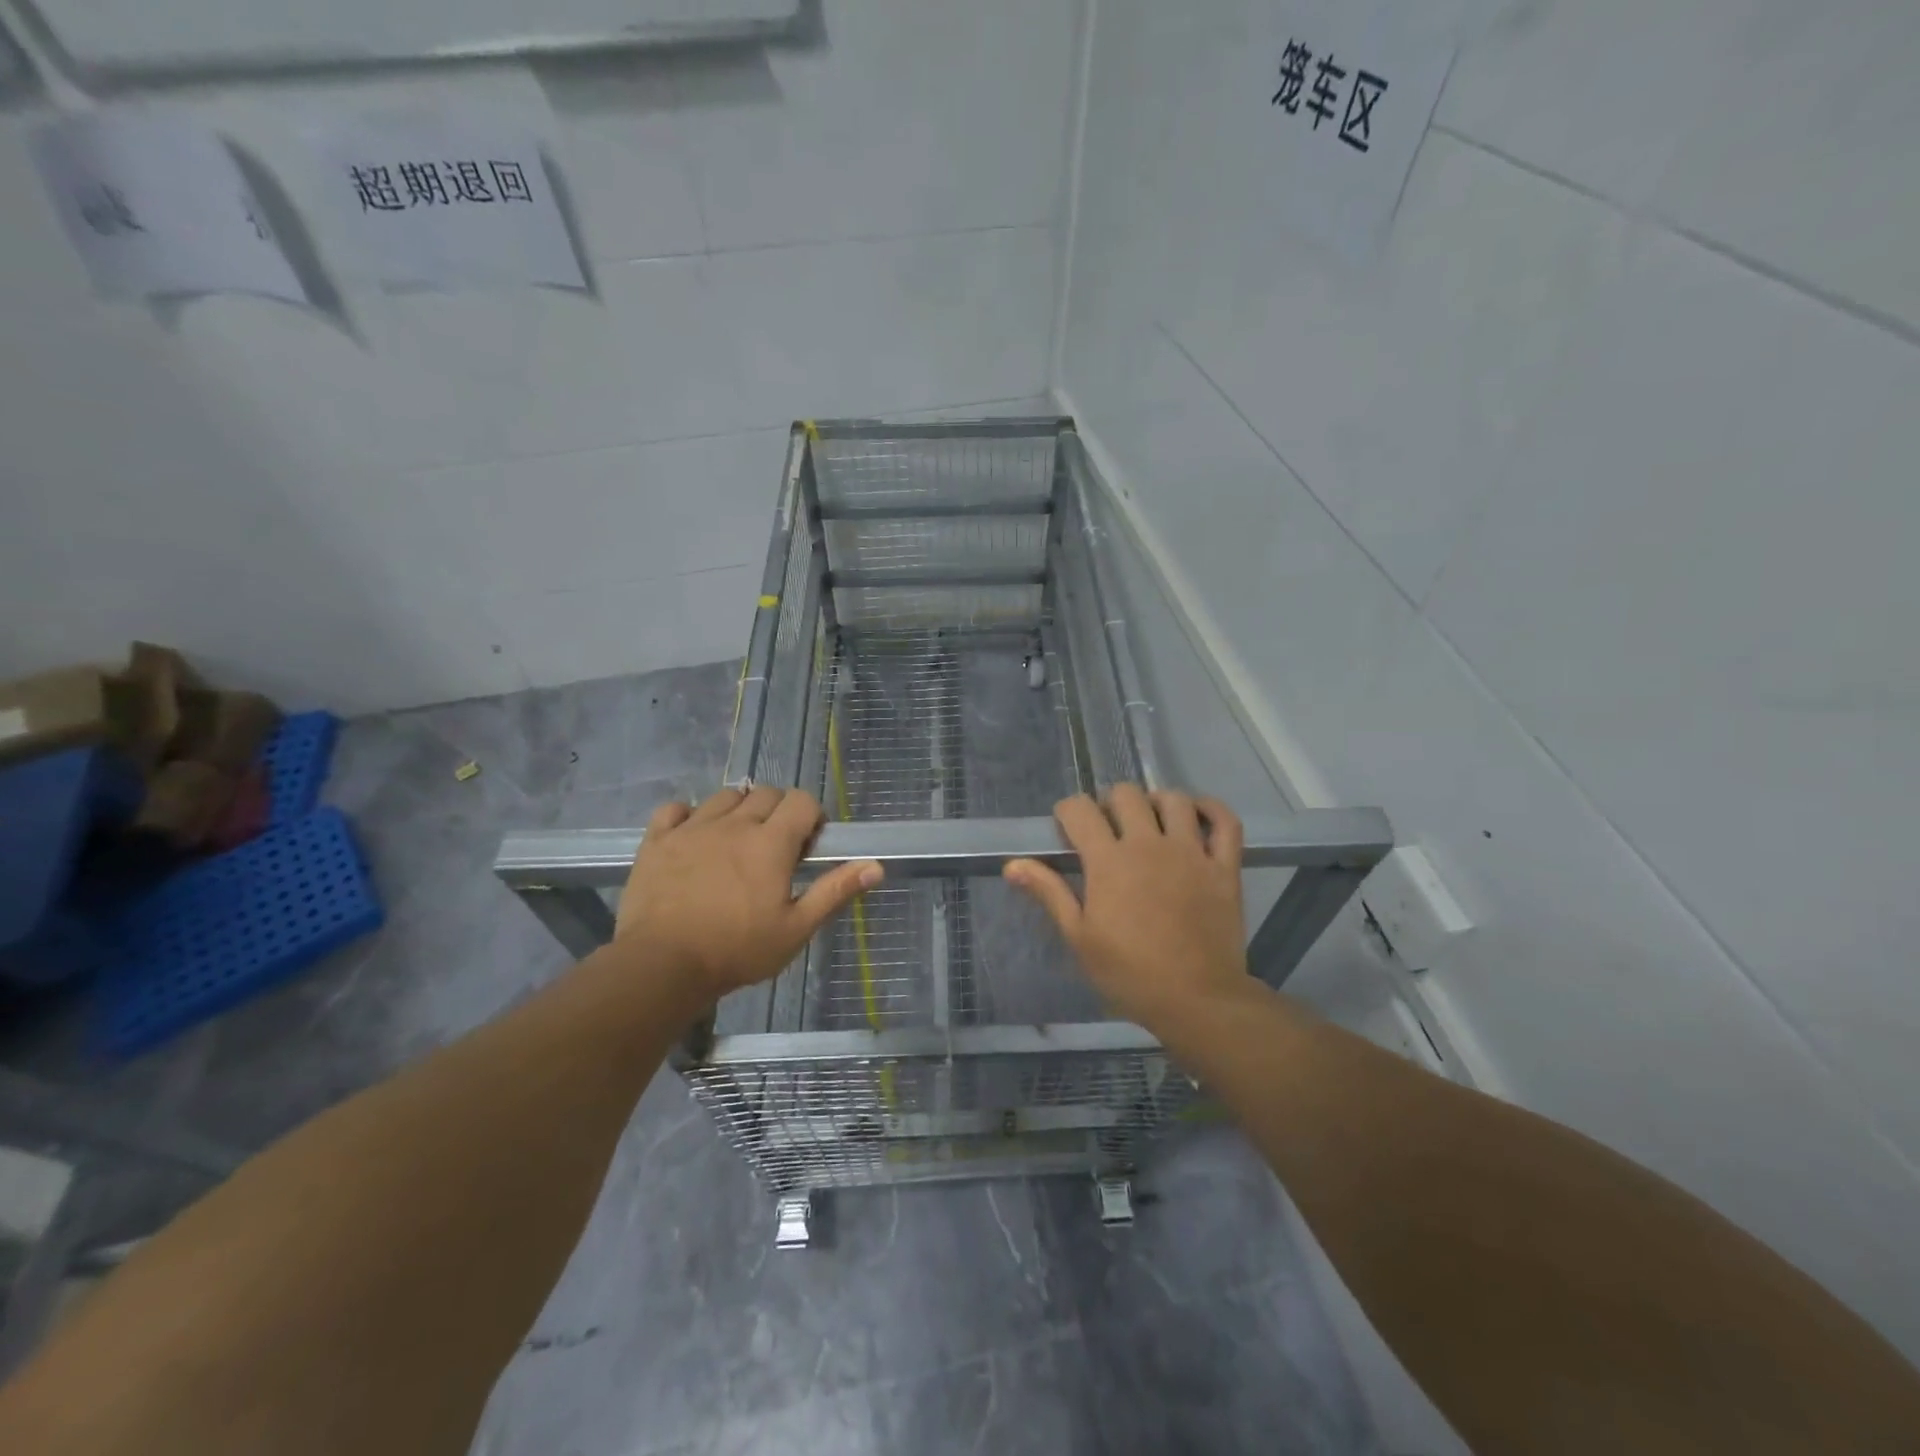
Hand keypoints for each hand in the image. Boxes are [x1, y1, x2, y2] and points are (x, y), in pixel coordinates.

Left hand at [615, 786, 881, 1002]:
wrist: (661, 965)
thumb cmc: (737, 950)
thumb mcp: (796, 929)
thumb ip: (834, 891)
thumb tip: (876, 866)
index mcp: (771, 842)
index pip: (802, 801)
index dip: (812, 817)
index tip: (808, 847)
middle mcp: (734, 823)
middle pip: (766, 793)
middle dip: (779, 812)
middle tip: (775, 849)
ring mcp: (692, 828)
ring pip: (725, 796)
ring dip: (739, 810)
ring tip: (737, 842)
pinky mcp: (658, 839)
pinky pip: (676, 809)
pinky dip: (689, 816)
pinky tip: (693, 838)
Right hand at [1003, 785, 1249, 1032]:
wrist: (1196, 1000)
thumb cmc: (1129, 973)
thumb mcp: (1079, 937)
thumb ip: (1048, 892)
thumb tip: (1012, 864)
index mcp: (1108, 861)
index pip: (1080, 810)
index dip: (1068, 812)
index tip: (1068, 830)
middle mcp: (1149, 844)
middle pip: (1126, 794)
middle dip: (1110, 803)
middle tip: (1108, 829)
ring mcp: (1191, 852)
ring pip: (1174, 799)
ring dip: (1156, 802)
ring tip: (1150, 822)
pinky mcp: (1224, 866)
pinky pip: (1225, 821)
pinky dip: (1212, 809)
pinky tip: (1197, 815)